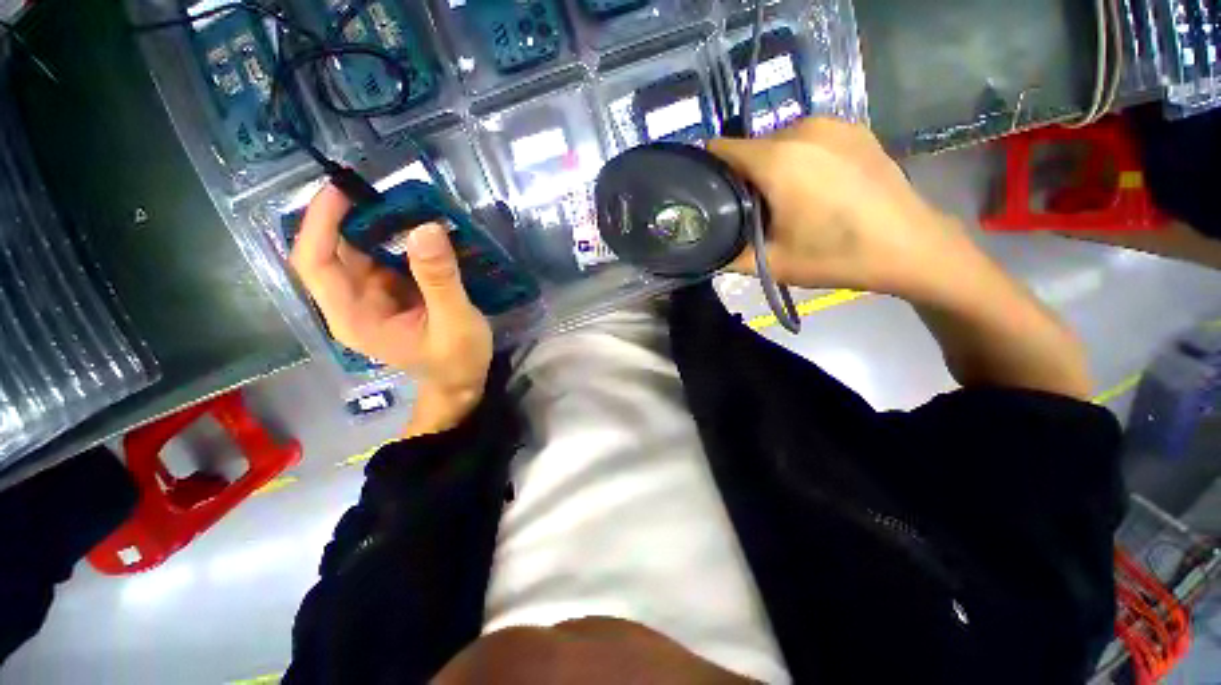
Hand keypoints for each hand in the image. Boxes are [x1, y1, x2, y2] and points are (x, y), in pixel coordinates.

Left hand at [290, 185, 493, 436]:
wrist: (461, 382)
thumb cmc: (456, 360)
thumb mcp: (454, 322)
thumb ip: (440, 279)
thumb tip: (426, 228)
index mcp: (353, 316)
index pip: (316, 263)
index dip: (320, 223)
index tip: (342, 190)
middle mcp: (351, 304)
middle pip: (333, 251)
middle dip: (351, 216)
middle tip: (384, 188)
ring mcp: (370, 298)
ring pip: (358, 251)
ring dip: (375, 224)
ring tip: (404, 201)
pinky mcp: (389, 294)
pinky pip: (382, 258)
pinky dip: (395, 239)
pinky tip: (416, 226)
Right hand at [708, 118, 981, 304]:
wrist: (910, 247)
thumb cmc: (836, 256)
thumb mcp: (771, 264)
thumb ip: (727, 255)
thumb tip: (705, 249)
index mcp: (777, 159)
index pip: (720, 149)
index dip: (707, 172)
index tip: (707, 197)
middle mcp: (802, 128)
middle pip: (750, 147)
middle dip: (742, 176)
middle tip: (750, 211)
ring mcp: (833, 124)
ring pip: (778, 142)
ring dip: (771, 168)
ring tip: (784, 201)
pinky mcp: (855, 128)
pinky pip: (807, 139)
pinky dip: (799, 159)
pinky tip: (814, 187)